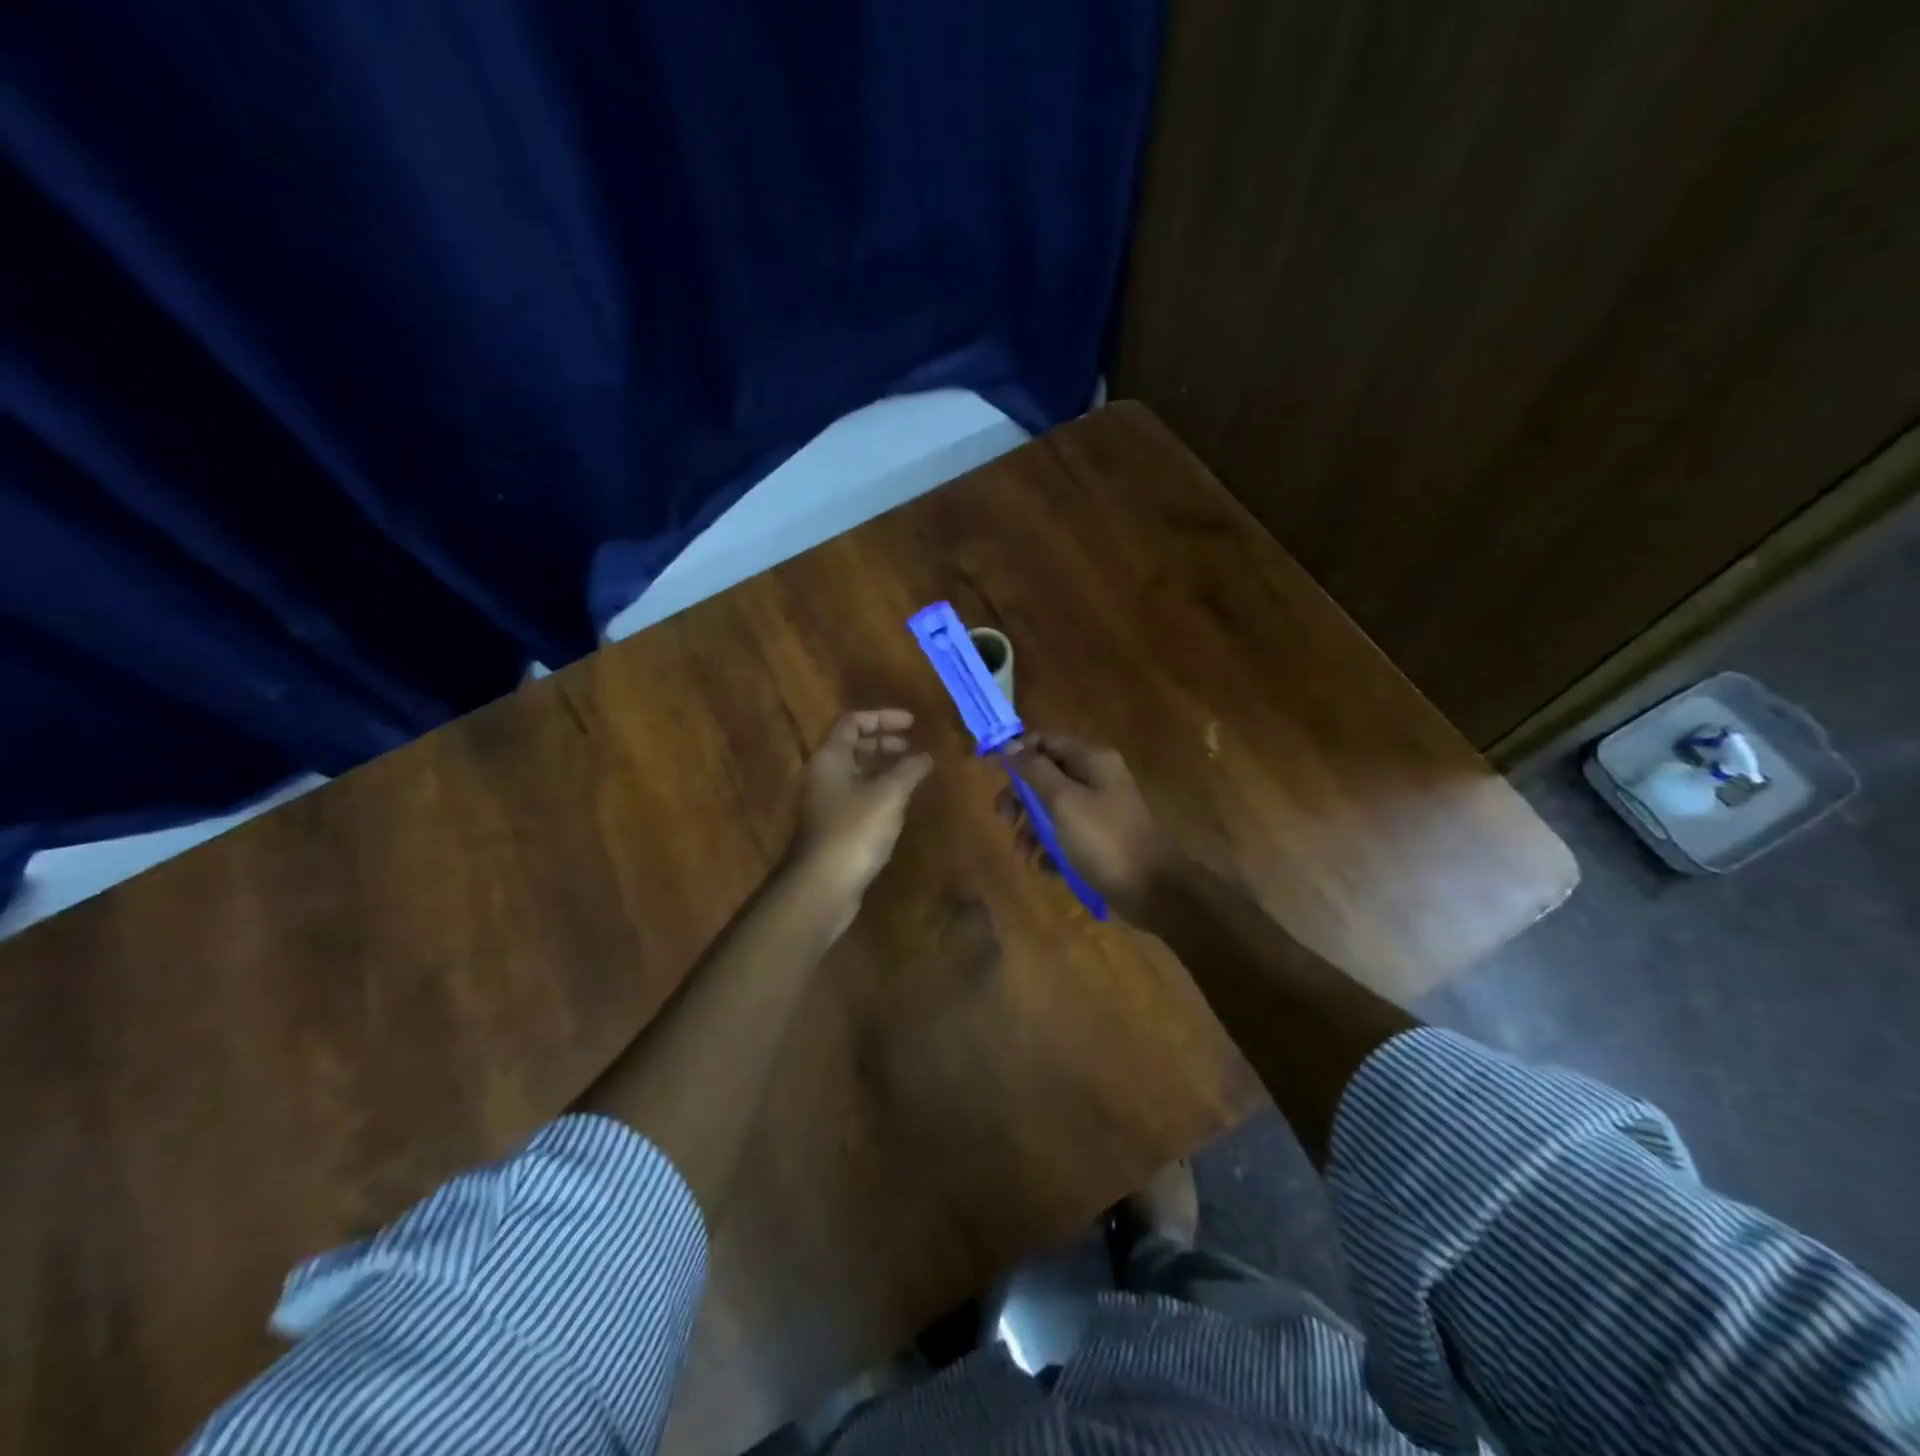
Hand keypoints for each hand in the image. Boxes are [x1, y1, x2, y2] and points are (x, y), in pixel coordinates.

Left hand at [791, 709, 933, 907]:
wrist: (823, 886)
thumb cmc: (855, 831)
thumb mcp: (889, 795)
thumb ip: (908, 770)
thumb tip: (925, 756)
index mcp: (830, 758)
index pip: (852, 722)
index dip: (883, 717)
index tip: (913, 723)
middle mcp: (823, 775)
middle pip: (853, 746)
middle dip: (885, 742)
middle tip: (914, 747)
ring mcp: (826, 803)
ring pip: (856, 773)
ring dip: (884, 767)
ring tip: (913, 772)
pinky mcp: (834, 827)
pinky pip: (858, 796)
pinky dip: (880, 790)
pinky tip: (900, 802)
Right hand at [996, 732, 1179, 919]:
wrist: (1154, 891)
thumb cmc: (1104, 840)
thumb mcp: (1063, 801)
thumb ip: (1034, 770)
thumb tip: (1009, 744)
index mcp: (1092, 760)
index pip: (1045, 740)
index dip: (1015, 751)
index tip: (988, 770)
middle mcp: (1097, 778)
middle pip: (1045, 775)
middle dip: (1021, 798)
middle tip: (1003, 821)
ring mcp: (1100, 809)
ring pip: (1052, 808)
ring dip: (1031, 830)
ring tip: (1024, 856)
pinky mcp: (1100, 839)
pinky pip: (1065, 835)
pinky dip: (1051, 849)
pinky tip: (1047, 869)